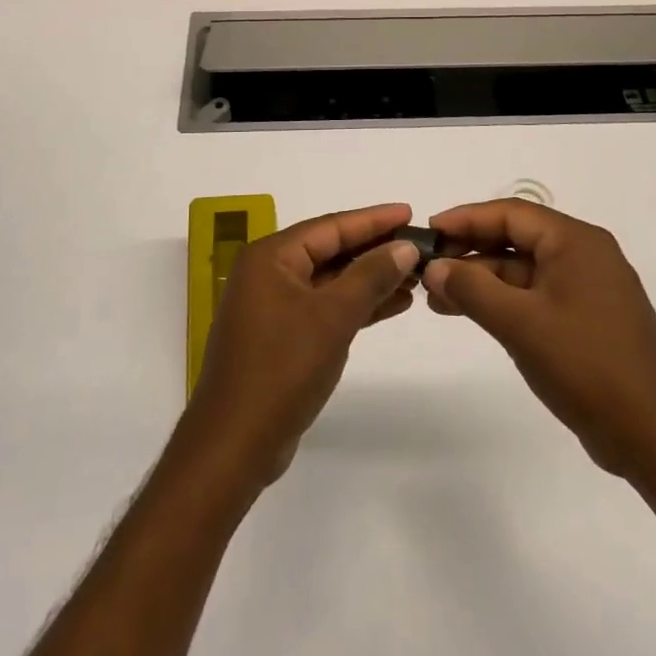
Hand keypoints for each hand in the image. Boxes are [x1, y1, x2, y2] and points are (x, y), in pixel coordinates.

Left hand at [182, 203, 419, 491]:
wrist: (236, 444)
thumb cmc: (282, 369)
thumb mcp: (332, 317)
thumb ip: (370, 276)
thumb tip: (404, 245)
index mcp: (270, 257)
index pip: (330, 226)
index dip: (373, 219)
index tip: (410, 212)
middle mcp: (268, 274)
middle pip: (330, 250)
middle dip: (375, 250)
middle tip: (419, 245)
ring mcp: (273, 307)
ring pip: (330, 281)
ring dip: (370, 279)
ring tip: (415, 277)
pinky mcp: (281, 337)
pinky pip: (325, 307)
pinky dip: (356, 306)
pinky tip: (392, 305)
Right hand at [423, 200, 655, 479]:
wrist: (652, 435)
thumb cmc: (586, 365)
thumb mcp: (520, 323)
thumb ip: (472, 289)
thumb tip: (434, 268)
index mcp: (576, 242)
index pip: (511, 213)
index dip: (466, 218)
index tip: (429, 231)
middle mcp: (585, 255)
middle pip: (516, 239)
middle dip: (470, 252)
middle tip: (428, 270)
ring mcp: (588, 289)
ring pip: (523, 271)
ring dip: (482, 281)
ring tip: (437, 299)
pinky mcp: (587, 320)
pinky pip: (536, 296)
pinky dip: (503, 302)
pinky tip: (471, 315)